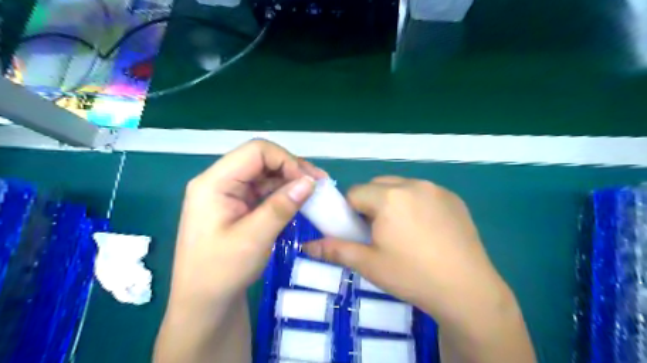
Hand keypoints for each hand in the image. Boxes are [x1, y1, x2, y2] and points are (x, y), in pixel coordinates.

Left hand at [168, 140, 328, 307]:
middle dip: (291, 168)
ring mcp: (228, 194)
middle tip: (319, 184)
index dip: (286, 160)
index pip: (256, 152)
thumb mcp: (254, 239)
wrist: (203, 304)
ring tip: (314, 192)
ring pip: (265, 174)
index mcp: (214, 183)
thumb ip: (281, 206)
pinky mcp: (237, 206)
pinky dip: (283, 193)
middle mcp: (220, 182)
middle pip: (261, 160)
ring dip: (290, 180)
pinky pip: (263, 191)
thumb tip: (310, 181)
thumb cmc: (221, 272)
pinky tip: (298, 201)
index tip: (309, 181)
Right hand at [304, 175, 510, 322]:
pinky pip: (424, 193)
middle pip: (378, 186)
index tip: (359, 232)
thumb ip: (335, 250)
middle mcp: (413, 184)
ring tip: (404, 232)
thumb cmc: (412, 275)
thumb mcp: (368, 264)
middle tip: (380, 233)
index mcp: (389, 197)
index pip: (355, 193)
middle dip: (371, 204)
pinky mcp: (454, 198)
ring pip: (401, 187)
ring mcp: (436, 189)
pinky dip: (416, 204)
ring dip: (393, 202)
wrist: (467, 291)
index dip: (351, 212)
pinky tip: (426, 230)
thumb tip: (305, 246)